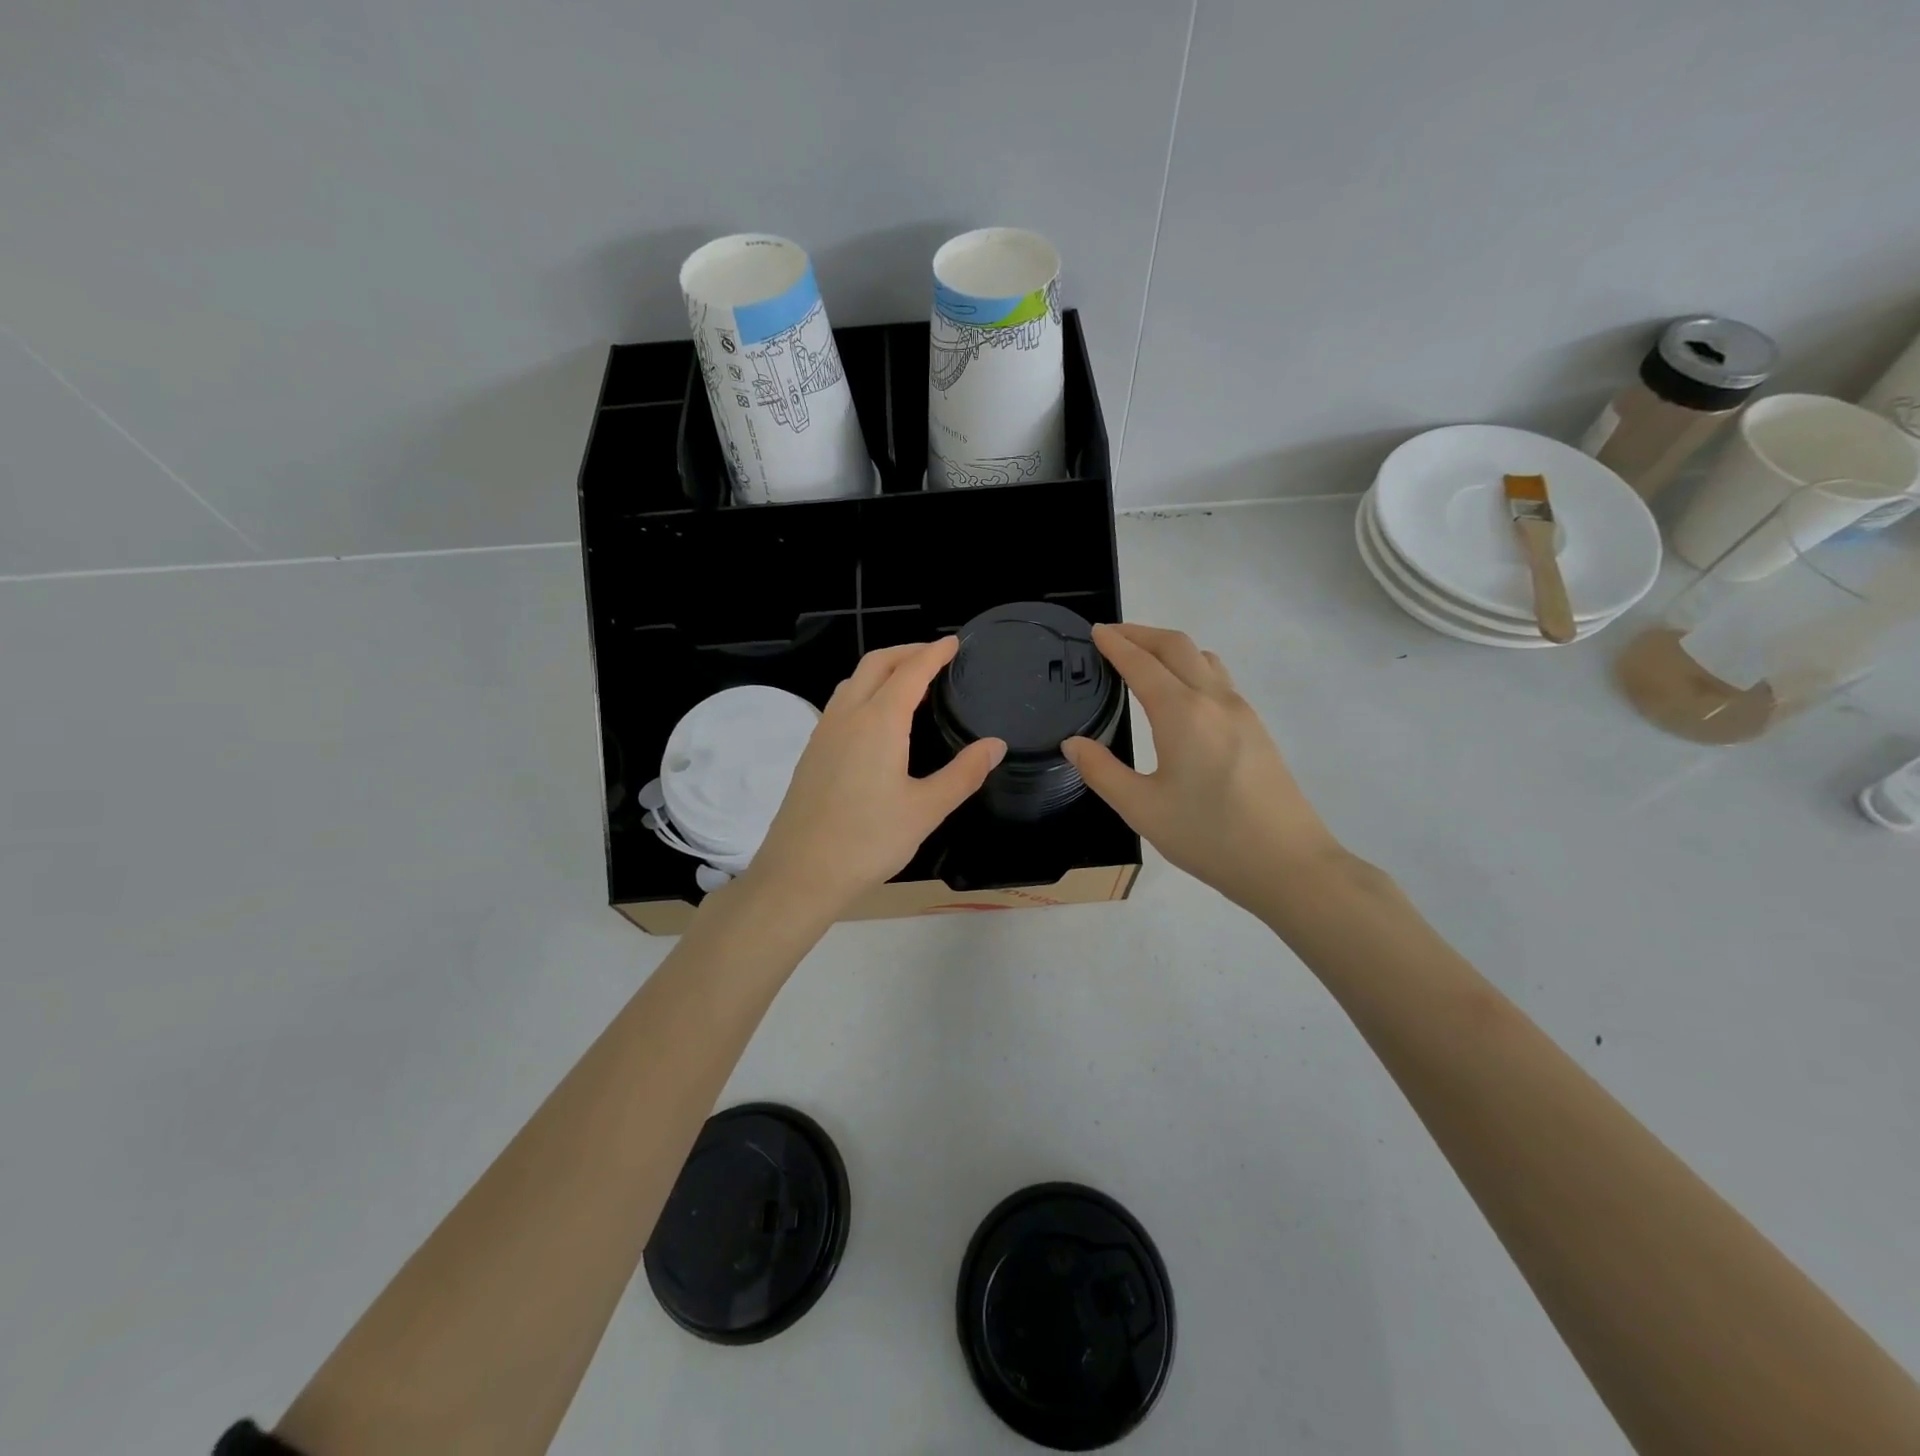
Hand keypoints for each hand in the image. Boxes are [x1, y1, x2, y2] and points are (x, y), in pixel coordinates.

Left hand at [742, 638, 1005, 919]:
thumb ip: (963, 773)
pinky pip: (841, 703)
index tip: (954, 642)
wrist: (800, 873)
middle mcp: (847, 716)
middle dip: (906, 651)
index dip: (934, 653)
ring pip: (853, 681)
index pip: (910, 671)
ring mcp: (824, 732)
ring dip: (882, 669)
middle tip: (935, 656)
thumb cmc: (868, 841)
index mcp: (878, 722)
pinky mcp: (812, 752)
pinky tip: (877, 719)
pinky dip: (865, 691)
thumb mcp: (926, 810)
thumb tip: (995, 745)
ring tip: (908, 681)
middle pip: (876, 663)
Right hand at [1062, 624, 1341, 914]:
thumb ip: (1101, 771)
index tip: (1096, 632)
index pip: (1142, 663)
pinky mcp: (1257, 729)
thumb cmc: (1209, 836)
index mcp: (1182, 713)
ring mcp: (1241, 712)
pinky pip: (1219, 679)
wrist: (1288, 864)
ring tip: (1144, 659)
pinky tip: (1180, 695)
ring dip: (1170, 648)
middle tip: (1113, 636)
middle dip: (1142, 634)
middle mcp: (1214, 700)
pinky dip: (1191, 667)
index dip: (1116, 644)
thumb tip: (1073, 743)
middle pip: (1177, 646)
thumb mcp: (1141, 809)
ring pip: (1203, 658)